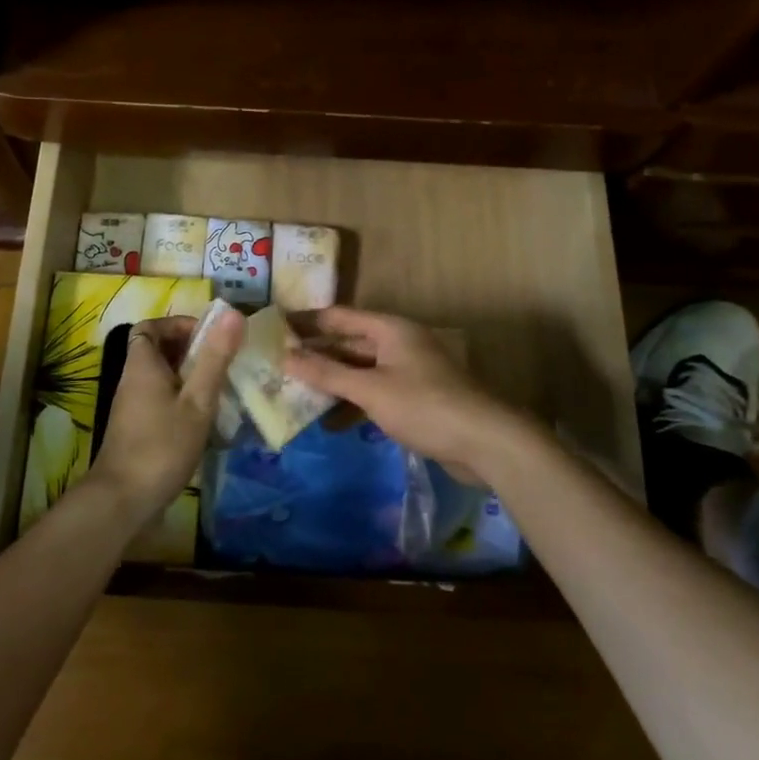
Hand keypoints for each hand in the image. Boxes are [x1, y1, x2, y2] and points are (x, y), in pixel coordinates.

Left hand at [87, 309, 243, 521]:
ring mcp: (132, 407)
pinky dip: (182, 401)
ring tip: (220, 390)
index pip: (150, 326)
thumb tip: (233, 313)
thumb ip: (214, 358)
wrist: (123, 501)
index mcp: (142, 364)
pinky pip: (160, 401)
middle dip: (190, 351)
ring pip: (161, 378)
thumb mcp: (197, 401)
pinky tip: (205, 420)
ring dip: (189, 378)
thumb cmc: (162, 445)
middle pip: (157, 351)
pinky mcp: (137, 430)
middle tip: (222, 363)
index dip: (178, 325)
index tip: (208, 337)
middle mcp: (132, 380)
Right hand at [284, 307, 535, 481]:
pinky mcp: (414, 399)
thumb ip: (327, 373)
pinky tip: (329, 422)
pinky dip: (352, 403)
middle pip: (348, 343)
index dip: (306, 321)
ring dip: (331, 382)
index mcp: (389, 329)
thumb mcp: (370, 389)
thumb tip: (285, 357)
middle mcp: (398, 343)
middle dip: (315, 354)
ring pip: (359, 370)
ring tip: (294, 393)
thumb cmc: (424, 405)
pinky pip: (373, 393)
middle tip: (276, 363)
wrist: (485, 442)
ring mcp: (407, 371)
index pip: (338, 317)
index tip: (273, 326)